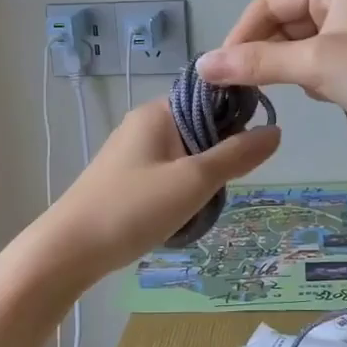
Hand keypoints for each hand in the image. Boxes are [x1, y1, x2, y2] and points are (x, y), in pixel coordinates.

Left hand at [30, 99, 279, 283]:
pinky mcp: (125, 178)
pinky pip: (168, 173)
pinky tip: (182, 213)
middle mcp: (144, 124)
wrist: (69, 250)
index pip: (211, 96)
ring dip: (202, 177)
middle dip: (220, 155)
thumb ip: (237, 155)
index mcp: (159, 112)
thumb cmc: (134, 208)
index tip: (252, 150)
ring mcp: (132, 151)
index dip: (238, 117)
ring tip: (203, 205)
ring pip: (186, 154)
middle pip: (201, 126)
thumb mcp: (194, 181)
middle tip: (223, 186)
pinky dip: (182, 189)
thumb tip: (276, 131)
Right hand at [196, 0, 346, 168]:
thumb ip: (257, 63)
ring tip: (280, 91)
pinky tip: (319, 97)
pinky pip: (321, 64)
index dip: (242, 33)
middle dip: (263, 53)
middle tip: (240, 87)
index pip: (271, 1)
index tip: (220, 70)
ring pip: (302, 46)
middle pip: (285, 22)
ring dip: (287, 68)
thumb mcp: (315, 65)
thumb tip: (202, 64)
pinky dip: (310, 79)